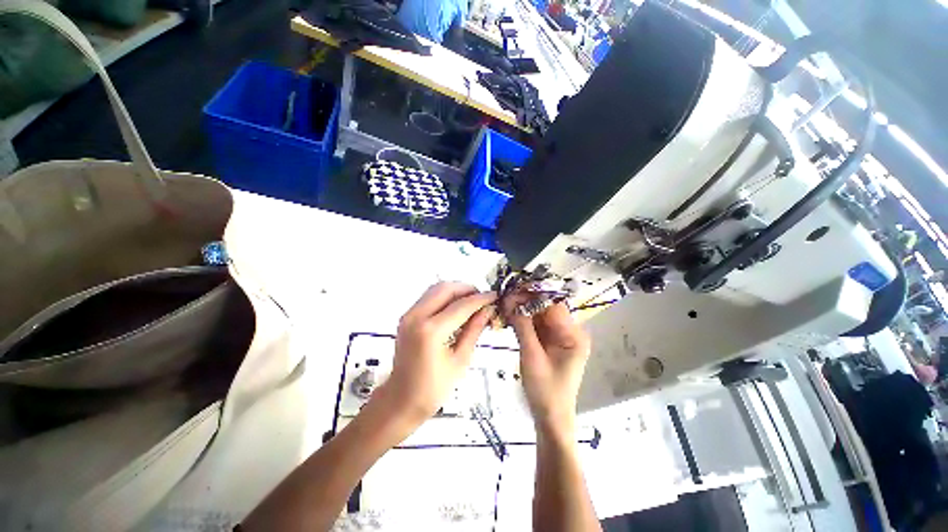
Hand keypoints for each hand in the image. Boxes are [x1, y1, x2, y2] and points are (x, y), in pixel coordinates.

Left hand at [372, 282, 496, 431]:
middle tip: (482, 299)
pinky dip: (445, 297)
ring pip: (436, 288)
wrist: (401, 400)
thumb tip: (487, 310)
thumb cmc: (432, 389)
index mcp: (431, 331)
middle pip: (446, 288)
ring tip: (471, 302)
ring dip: (456, 291)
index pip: (461, 305)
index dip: (481, 299)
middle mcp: (416, 317)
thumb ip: (474, 330)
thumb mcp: (460, 360)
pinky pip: (428, 297)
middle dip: (467, 289)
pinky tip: (456, 308)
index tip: (494, 296)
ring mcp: (409, 315)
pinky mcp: (407, 317)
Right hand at [505, 295, 590, 437]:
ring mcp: (561, 336)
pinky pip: (537, 325)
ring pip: (540, 315)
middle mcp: (570, 332)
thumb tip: (510, 299)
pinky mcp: (552, 342)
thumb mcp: (532, 356)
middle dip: (525, 301)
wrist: (550, 418)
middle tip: (504, 298)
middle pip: (546, 308)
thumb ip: (522, 326)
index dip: (533, 295)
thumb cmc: (545, 391)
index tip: (512, 290)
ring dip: (523, 310)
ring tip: (504, 305)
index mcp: (574, 335)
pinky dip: (524, 320)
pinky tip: (510, 316)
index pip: (553, 305)